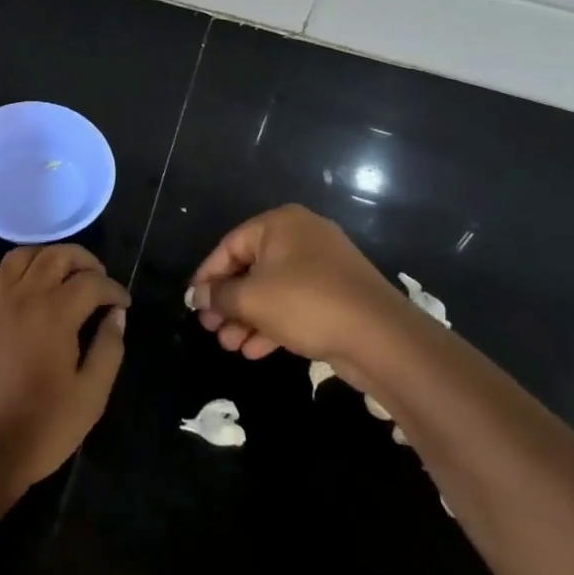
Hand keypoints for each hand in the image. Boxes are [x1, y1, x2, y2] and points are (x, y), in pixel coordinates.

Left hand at [0, 244, 129, 499]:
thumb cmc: (41, 429)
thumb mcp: (90, 397)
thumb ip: (108, 350)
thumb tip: (116, 315)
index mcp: (56, 314)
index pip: (91, 282)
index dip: (113, 288)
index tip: (123, 304)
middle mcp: (23, 297)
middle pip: (55, 255)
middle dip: (82, 259)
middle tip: (97, 277)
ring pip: (18, 256)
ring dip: (43, 256)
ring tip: (58, 273)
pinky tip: (11, 287)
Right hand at [189, 204, 397, 366]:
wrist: (381, 336)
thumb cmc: (307, 303)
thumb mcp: (253, 299)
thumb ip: (220, 296)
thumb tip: (198, 296)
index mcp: (279, 224)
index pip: (230, 245)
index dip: (208, 275)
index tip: (193, 302)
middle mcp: (300, 236)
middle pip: (251, 268)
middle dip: (229, 302)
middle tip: (210, 328)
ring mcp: (322, 266)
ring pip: (272, 289)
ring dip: (247, 317)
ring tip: (229, 345)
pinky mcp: (336, 294)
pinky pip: (294, 303)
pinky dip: (272, 323)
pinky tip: (254, 350)